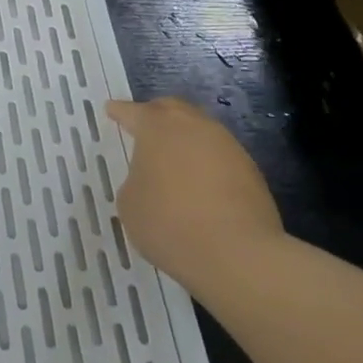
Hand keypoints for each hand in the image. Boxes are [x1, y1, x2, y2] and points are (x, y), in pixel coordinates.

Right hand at [106, 97, 283, 288]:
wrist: (236, 253)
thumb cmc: (169, 222)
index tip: (112, 109)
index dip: (120, 111)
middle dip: (156, 115)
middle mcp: (194, 127)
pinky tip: (198, 185)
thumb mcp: (130, 202)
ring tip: (173, 162)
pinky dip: (205, 163)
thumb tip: (152, 179)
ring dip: (185, 141)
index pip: (134, 112)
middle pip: (173, 110)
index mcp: (158, 128)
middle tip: (144, 127)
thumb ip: (136, 180)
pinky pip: (219, 157)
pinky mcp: (251, 171)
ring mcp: (228, 146)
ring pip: (200, 132)